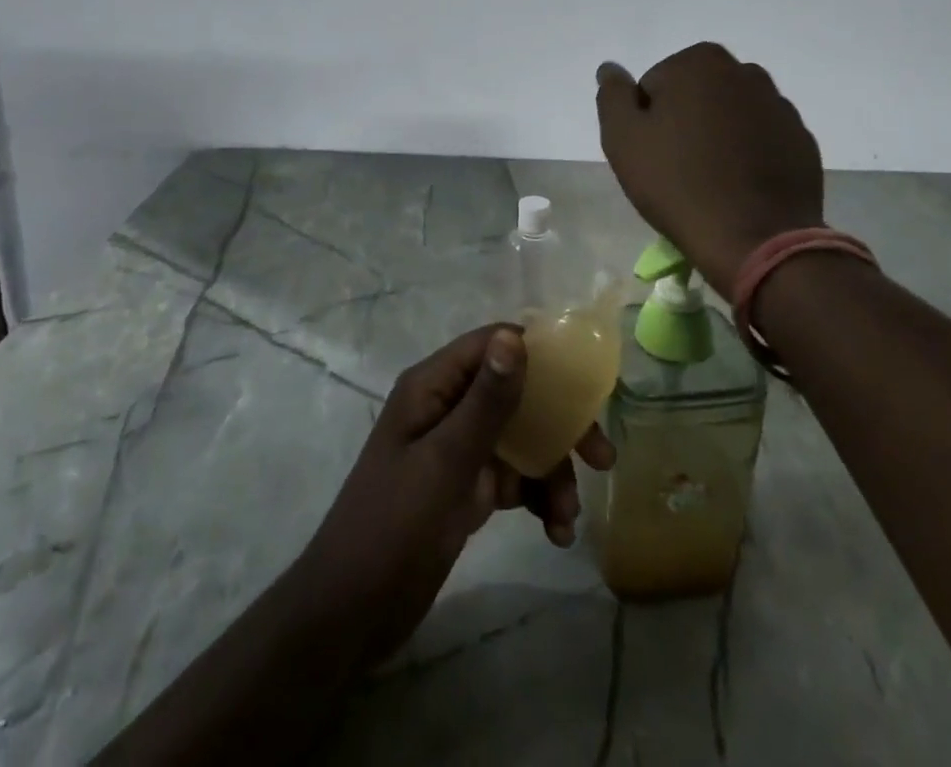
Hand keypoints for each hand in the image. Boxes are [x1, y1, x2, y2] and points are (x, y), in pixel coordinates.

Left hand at [295, 326, 614, 666]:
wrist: (350, 614)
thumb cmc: (393, 526)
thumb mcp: (446, 462)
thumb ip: (485, 401)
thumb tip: (516, 336)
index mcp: (434, 386)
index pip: (493, 344)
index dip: (541, 355)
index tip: (585, 383)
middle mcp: (447, 407)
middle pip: (516, 393)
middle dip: (559, 424)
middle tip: (600, 456)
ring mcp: (458, 448)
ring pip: (521, 439)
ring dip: (552, 472)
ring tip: (567, 516)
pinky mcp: (465, 487)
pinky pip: (512, 477)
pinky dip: (536, 498)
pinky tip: (555, 532)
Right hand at [597, 43, 824, 294]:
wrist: (756, 239)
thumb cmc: (678, 183)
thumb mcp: (623, 138)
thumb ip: (612, 95)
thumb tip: (610, 68)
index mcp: (700, 62)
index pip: (654, 85)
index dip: (646, 121)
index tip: (652, 154)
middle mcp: (745, 72)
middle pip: (695, 95)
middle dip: (684, 122)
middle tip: (676, 169)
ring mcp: (779, 106)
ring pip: (730, 116)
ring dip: (717, 137)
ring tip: (709, 181)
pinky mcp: (801, 140)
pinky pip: (761, 140)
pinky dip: (748, 154)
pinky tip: (739, 188)